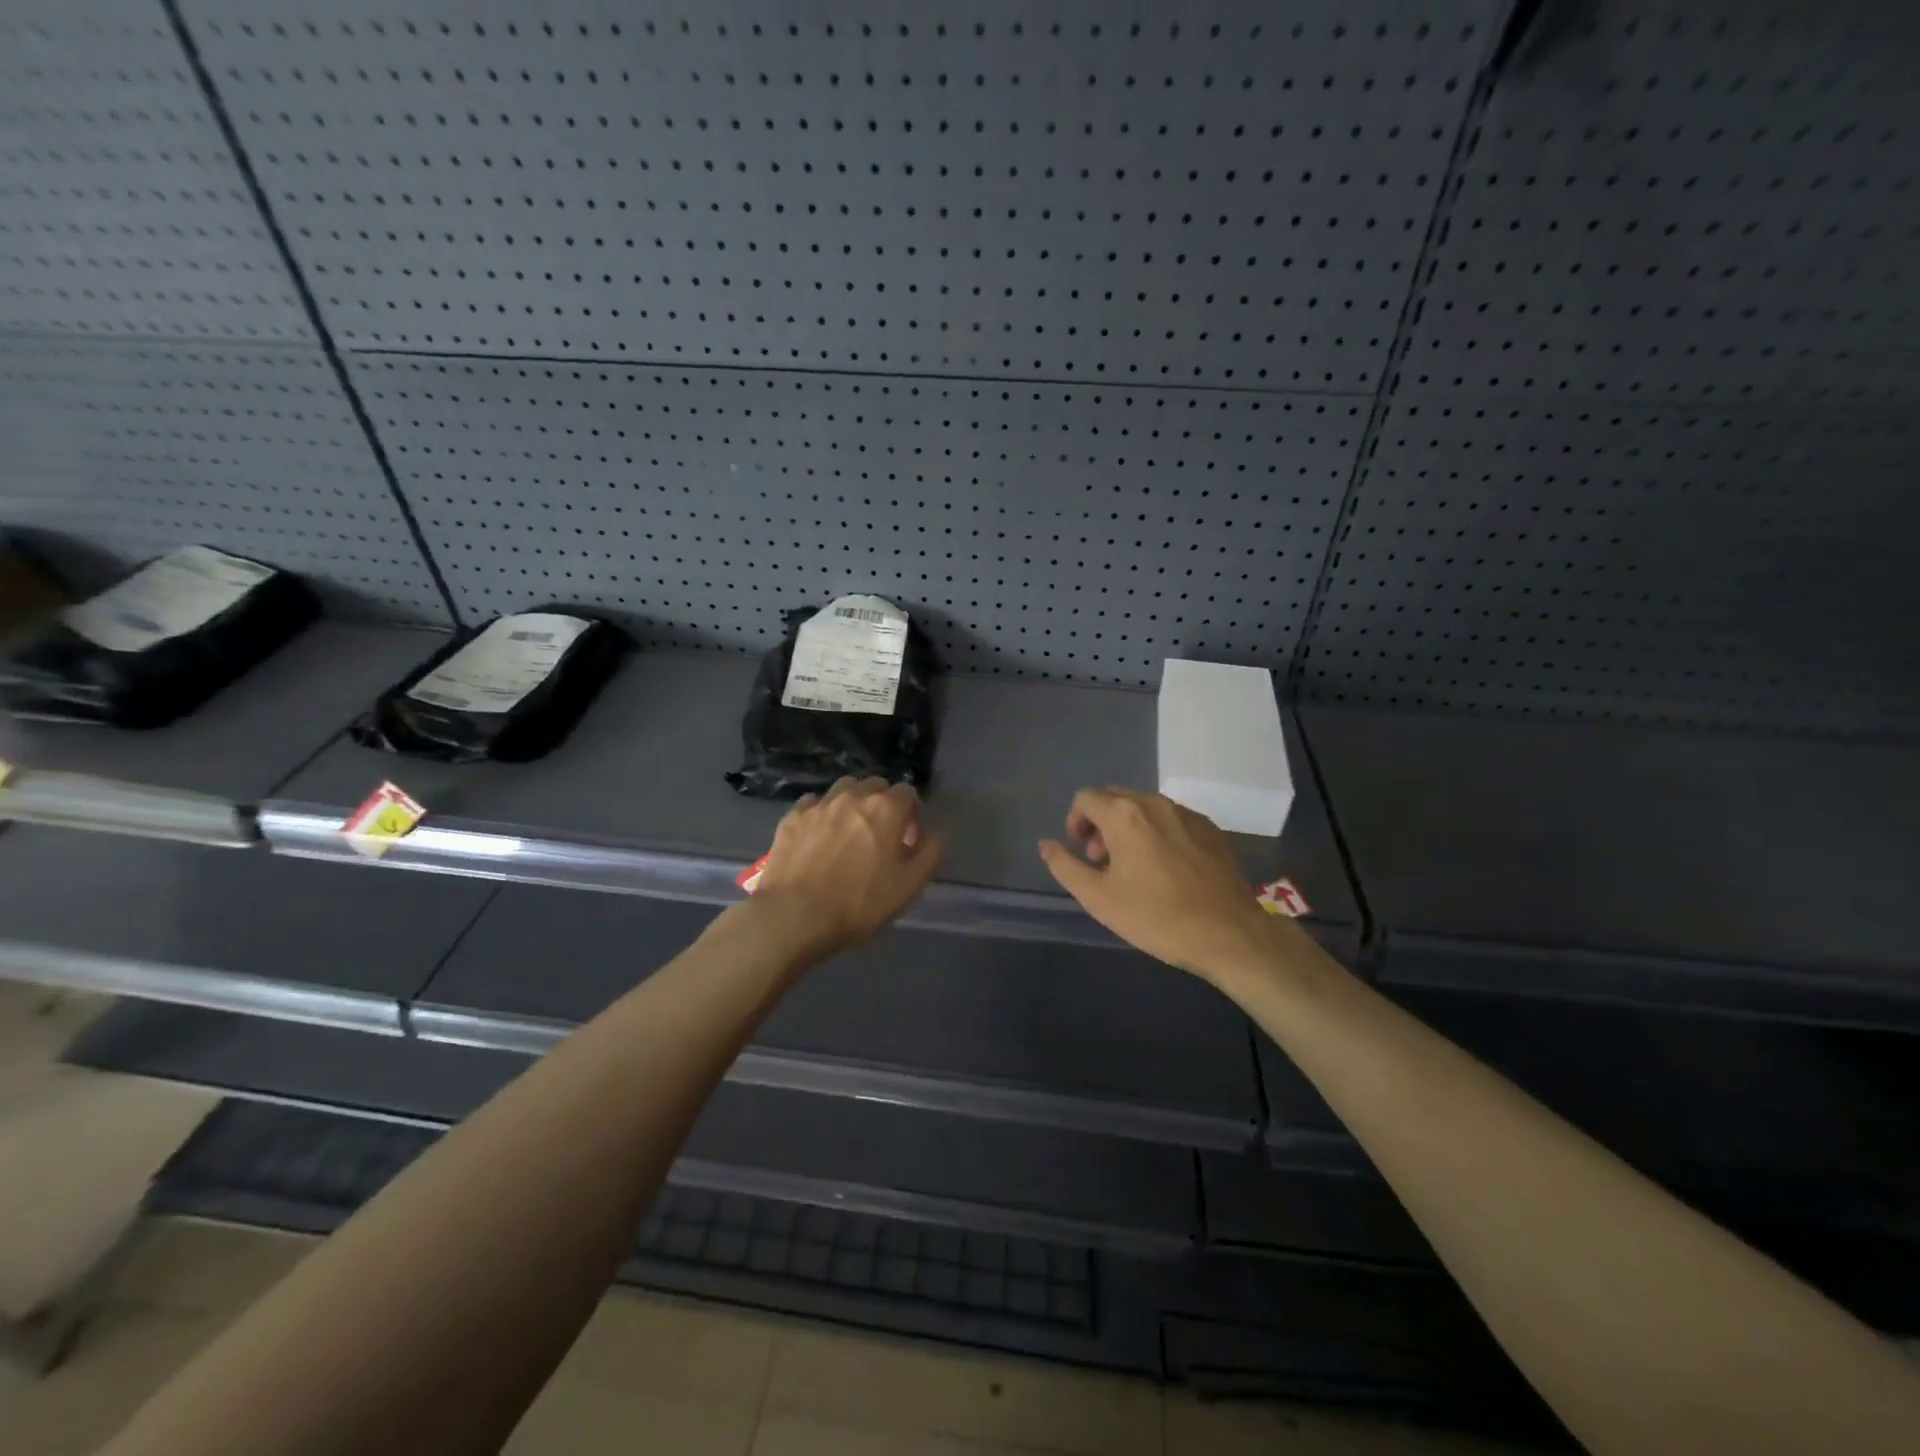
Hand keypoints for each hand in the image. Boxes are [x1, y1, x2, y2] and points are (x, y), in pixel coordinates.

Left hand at [752, 777, 942, 957]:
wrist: (795, 916)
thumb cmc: (859, 903)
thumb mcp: (909, 886)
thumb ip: (929, 853)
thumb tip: (936, 834)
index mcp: (886, 809)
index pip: (907, 792)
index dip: (911, 813)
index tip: (908, 837)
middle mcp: (853, 796)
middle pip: (874, 785)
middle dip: (882, 803)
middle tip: (880, 834)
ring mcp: (819, 804)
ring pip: (843, 789)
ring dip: (852, 803)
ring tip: (849, 830)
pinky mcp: (792, 817)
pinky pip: (813, 804)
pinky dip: (821, 813)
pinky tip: (818, 835)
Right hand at [1038, 788, 1279, 980]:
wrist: (1229, 934)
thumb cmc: (1157, 917)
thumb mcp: (1099, 899)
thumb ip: (1066, 866)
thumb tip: (1046, 844)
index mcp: (1124, 815)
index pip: (1086, 798)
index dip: (1075, 822)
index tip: (1081, 853)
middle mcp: (1155, 803)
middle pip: (1115, 797)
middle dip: (1100, 822)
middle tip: (1102, 860)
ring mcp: (1187, 813)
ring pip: (1144, 806)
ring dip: (1128, 827)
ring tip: (1133, 866)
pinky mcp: (1210, 828)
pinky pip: (1171, 818)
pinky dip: (1157, 832)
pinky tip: (1166, 868)